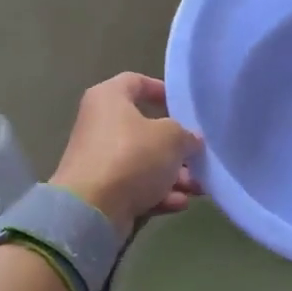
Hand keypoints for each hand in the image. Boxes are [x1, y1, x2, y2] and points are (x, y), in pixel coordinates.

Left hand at [51, 73, 201, 237]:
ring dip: (174, 175)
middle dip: (177, 147)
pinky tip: (179, 203)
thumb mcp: (171, 137)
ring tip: (198, 188)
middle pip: (147, 130)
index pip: (136, 81)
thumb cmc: (132, 157)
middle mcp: (101, 125)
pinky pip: (136, 186)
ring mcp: (101, 160)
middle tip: (199, 157)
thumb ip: (186, 134)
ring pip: (145, 162)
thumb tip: (191, 140)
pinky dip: (158, 193)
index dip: (162, 90)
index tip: (184, 107)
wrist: (92, 209)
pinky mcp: (103, 190)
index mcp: (109, 99)